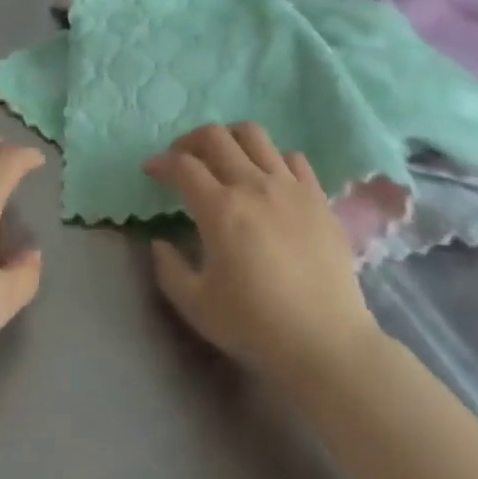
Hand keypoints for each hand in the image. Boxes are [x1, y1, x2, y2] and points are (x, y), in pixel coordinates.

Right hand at [143, 123, 373, 379]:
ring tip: (225, 157)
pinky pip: (292, 157)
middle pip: (215, 137)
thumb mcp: (197, 306)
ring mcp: (288, 186)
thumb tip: (160, 242)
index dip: (161, 163)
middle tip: (182, 158)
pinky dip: (273, 158)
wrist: (326, 343)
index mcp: (220, 208)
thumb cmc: (256, 326)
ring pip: (254, 135)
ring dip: (230, 138)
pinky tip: (269, 178)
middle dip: (190, 140)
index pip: (182, 166)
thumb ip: (169, 269)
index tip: (151, 170)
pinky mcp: (317, 196)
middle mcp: (252, 184)